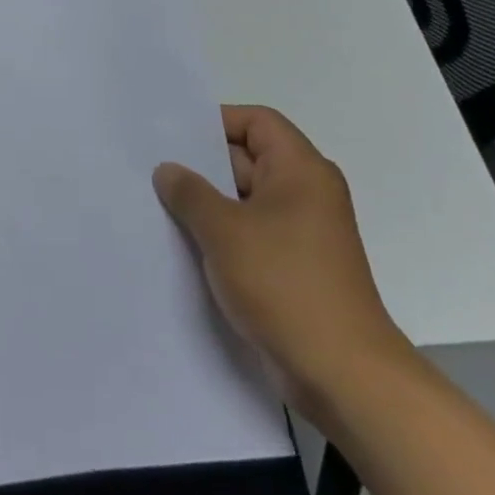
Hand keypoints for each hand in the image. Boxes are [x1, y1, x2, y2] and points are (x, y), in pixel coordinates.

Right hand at [153, 105, 410, 429]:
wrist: (341, 374)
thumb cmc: (285, 285)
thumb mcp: (225, 231)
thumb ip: (190, 193)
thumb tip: (168, 170)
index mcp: (301, 171)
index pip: (257, 122)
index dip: (216, 121)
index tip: (173, 136)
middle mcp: (305, 194)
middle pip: (248, 158)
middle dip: (202, 164)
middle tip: (152, 167)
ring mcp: (300, 233)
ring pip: (244, 200)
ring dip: (207, 203)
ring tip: (158, 204)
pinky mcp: (293, 267)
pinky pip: (250, 233)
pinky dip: (220, 233)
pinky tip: (183, 242)